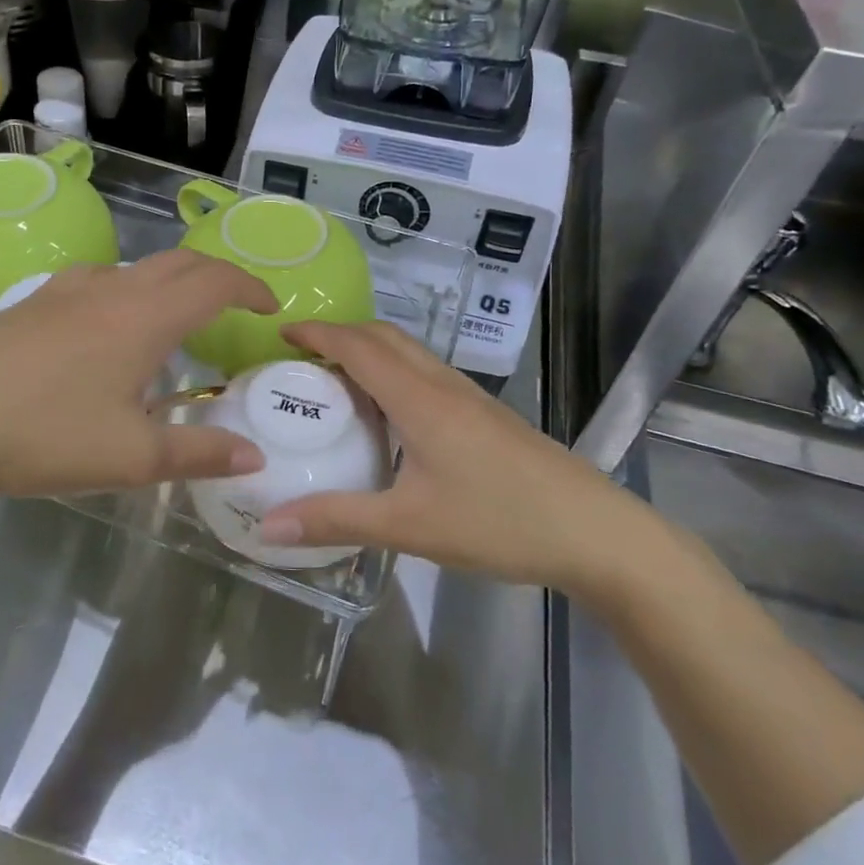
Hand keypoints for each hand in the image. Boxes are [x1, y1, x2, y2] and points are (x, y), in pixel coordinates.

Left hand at [0, 251, 276, 511]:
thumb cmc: (44, 435)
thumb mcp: (131, 457)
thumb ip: (199, 454)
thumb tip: (254, 458)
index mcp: (145, 317)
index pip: (215, 281)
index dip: (250, 287)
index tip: (270, 308)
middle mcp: (109, 290)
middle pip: (178, 262)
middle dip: (215, 276)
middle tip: (234, 307)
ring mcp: (62, 292)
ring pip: (132, 268)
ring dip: (166, 283)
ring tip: (170, 322)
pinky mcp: (26, 304)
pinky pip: (92, 283)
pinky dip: (121, 293)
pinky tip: (101, 331)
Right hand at [257, 321, 657, 596]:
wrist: (595, 532)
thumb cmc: (500, 522)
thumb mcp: (410, 526)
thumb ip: (337, 520)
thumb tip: (268, 525)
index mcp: (419, 399)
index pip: (358, 347)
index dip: (317, 333)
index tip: (280, 332)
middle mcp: (442, 385)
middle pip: (384, 337)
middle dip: (339, 335)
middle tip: (301, 359)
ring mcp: (469, 398)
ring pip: (409, 353)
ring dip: (368, 352)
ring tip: (335, 382)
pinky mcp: (485, 415)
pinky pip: (426, 374)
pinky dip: (393, 373)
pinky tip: (388, 415)